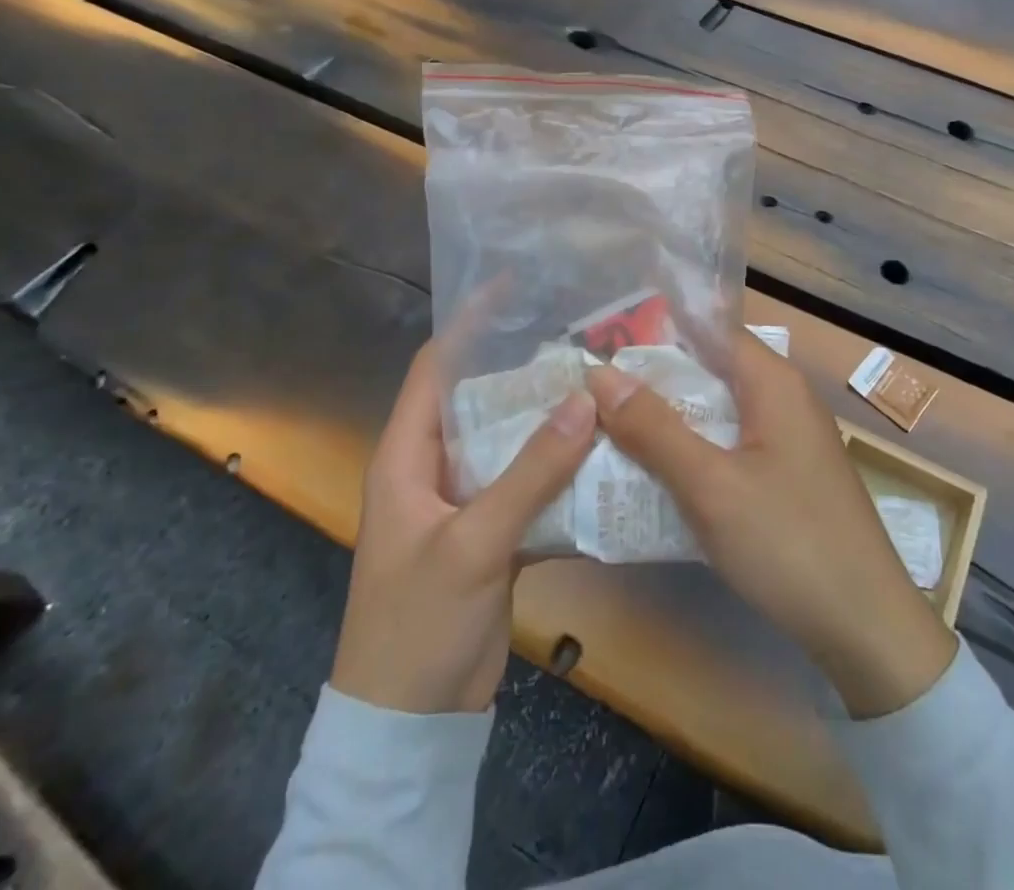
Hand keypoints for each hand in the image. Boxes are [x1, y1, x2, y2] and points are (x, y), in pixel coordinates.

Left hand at [331, 336, 597, 713]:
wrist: (410, 726)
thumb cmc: (418, 623)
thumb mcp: (474, 543)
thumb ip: (530, 472)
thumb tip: (586, 399)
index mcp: (408, 455)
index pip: (434, 368)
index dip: (467, 323)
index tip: (513, 287)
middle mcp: (436, 467)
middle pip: (483, 399)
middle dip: (528, 369)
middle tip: (582, 337)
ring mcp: (467, 501)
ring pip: (512, 442)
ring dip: (552, 420)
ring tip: (604, 384)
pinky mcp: (494, 533)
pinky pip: (530, 485)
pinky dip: (561, 470)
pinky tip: (605, 454)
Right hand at [589, 332, 956, 718]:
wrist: (867, 627)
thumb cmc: (787, 542)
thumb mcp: (710, 484)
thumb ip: (654, 428)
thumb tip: (601, 374)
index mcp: (773, 381)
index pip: (709, 330)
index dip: (657, 333)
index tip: (605, 345)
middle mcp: (785, 397)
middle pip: (711, 369)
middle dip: (655, 379)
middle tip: (595, 391)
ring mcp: (790, 438)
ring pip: (719, 410)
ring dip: (672, 417)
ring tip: (611, 427)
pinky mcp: (789, 474)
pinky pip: (732, 444)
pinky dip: (695, 449)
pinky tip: (659, 472)